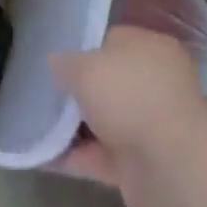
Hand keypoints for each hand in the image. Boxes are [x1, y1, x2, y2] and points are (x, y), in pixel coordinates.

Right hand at [50, 27, 206, 206]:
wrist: (170, 165)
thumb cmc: (128, 96)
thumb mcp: (84, 66)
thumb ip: (65, 62)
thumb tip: (57, 63)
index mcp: (151, 48)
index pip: (113, 41)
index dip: (83, 49)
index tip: (55, 60)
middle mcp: (157, 84)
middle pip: (109, 84)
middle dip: (79, 91)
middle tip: (44, 93)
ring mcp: (152, 126)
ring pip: (105, 121)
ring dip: (75, 127)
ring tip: (36, 125)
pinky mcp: (144, 164)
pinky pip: (102, 156)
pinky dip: (77, 158)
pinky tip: (44, 157)